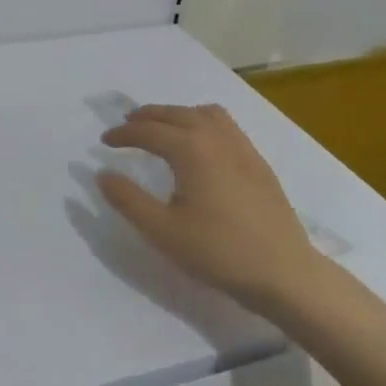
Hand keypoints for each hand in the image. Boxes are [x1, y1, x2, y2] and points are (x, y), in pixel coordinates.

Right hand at [98, 103, 321, 314]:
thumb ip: (128, 200)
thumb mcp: (163, 231)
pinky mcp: (258, 163)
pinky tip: (202, 146)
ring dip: (178, 114)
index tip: (105, 141)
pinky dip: (203, 122)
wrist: (283, 272)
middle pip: (176, 114)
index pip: (149, 131)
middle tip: (127, 124)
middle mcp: (216, 138)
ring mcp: (242, 148)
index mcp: (191, 150)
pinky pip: (226, 126)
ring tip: (163, 128)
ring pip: (205, 114)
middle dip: (148, 116)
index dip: (124, 134)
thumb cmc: (218, 251)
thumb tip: (102, 174)